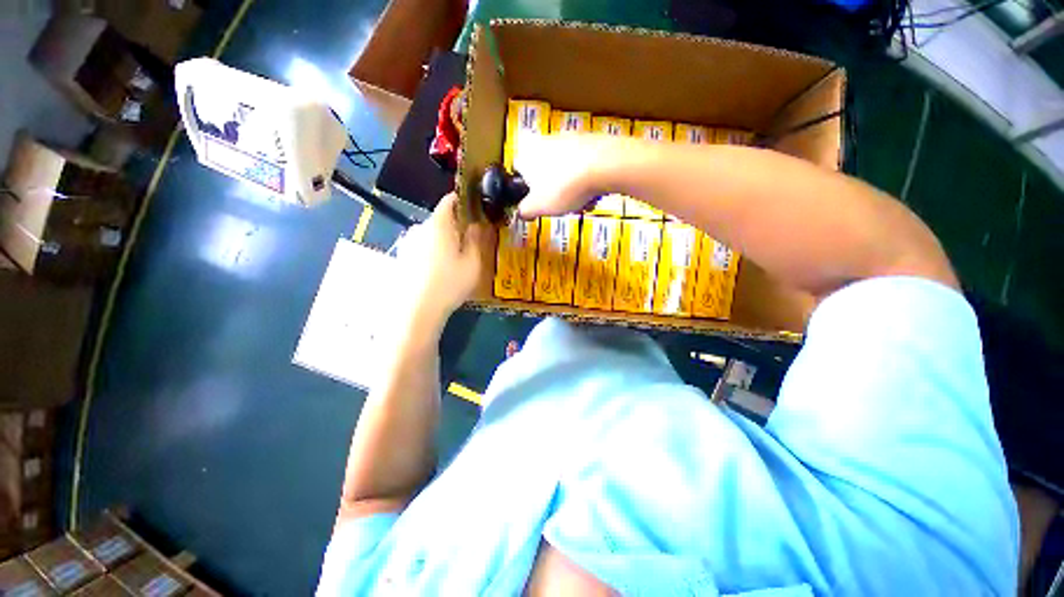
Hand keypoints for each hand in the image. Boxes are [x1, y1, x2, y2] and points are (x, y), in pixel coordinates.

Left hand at [396, 193, 486, 332]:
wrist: (415, 311)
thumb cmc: (449, 285)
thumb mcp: (472, 264)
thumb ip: (476, 240)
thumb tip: (477, 225)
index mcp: (439, 224)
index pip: (449, 200)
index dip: (464, 201)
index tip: (477, 210)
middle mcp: (420, 228)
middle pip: (440, 219)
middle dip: (456, 226)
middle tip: (470, 242)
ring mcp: (407, 242)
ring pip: (430, 234)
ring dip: (443, 240)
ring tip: (455, 259)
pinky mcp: (401, 257)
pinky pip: (421, 247)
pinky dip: (432, 251)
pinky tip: (438, 270)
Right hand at [515, 134, 626, 218]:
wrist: (605, 166)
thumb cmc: (564, 187)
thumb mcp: (537, 207)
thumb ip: (524, 210)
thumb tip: (521, 213)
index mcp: (527, 152)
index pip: (518, 169)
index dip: (526, 188)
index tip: (536, 201)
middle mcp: (546, 139)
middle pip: (544, 172)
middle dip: (553, 190)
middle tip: (560, 205)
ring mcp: (570, 137)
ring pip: (566, 171)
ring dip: (571, 188)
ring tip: (580, 203)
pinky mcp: (592, 141)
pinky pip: (584, 166)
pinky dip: (586, 180)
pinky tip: (593, 194)